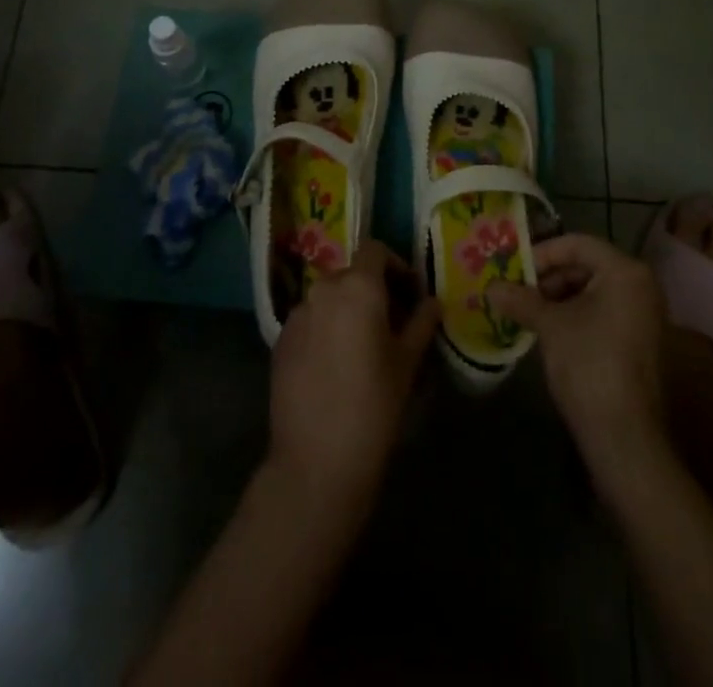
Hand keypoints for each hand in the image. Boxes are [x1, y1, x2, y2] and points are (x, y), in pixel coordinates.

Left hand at [269, 241, 439, 512]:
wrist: (316, 460)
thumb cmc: (373, 405)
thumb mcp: (408, 362)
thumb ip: (422, 322)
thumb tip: (432, 302)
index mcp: (357, 286)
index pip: (375, 250)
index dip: (395, 266)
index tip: (410, 294)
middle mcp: (323, 290)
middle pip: (352, 275)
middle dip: (374, 291)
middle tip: (393, 324)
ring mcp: (297, 315)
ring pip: (329, 299)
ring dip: (348, 311)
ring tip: (364, 347)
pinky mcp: (280, 341)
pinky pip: (310, 322)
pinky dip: (326, 330)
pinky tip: (336, 366)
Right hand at [490, 234, 668, 467]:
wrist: (624, 437)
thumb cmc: (588, 365)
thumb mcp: (550, 325)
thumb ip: (520, 299)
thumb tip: (490, 287)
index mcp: (625, 271)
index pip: (576, 244)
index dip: (541, 254)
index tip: (513, 271)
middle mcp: (641, 284)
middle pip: (586, 265)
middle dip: (548, 278)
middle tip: (516, 292)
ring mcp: (644, 313)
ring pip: (593, 289)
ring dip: (558, 297)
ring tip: (527, 313)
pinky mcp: (640, 340)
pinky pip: (603, 311)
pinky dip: (575, 314)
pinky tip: (548, 331)